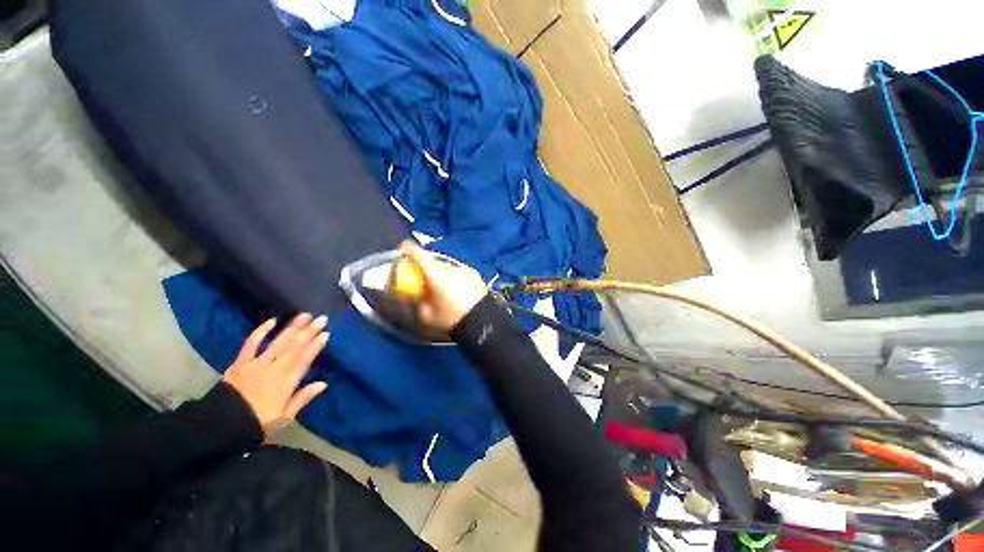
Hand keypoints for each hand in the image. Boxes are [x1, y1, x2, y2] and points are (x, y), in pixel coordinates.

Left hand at [223, 314, 328, 434]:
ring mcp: (256, 365)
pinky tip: (271, 321)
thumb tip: (323, 383)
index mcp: (286, 383)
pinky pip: (251, 345)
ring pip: (278, 343)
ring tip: (304, 315)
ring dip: (291, 328)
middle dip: (308, 332)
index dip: (315, 347)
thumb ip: (303, 398)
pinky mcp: (240, 363)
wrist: (221, 426)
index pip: (304, 360)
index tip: (326, 334)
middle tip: (320, 319)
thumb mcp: (284, 417)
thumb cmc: (258, 423)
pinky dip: (260, 332)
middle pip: (294, 348)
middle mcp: (274, 370)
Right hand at [400, 241, 487, 330]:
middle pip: (433, 261)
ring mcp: (465, 269)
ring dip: (442, 273)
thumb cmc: (451, 318)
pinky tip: (456, 291)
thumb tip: (414, 292)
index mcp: (436, 274)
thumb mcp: (426, 315)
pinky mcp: (475, 274)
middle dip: (426, 267)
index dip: (408, 249)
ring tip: (442, 288)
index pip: (418, 254)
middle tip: (423, 279)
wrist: (482, 322)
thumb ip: (417, 300)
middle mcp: (451, 267)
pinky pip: (459, 272)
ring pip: (447, 267)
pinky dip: (454, 277)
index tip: (403, 249)